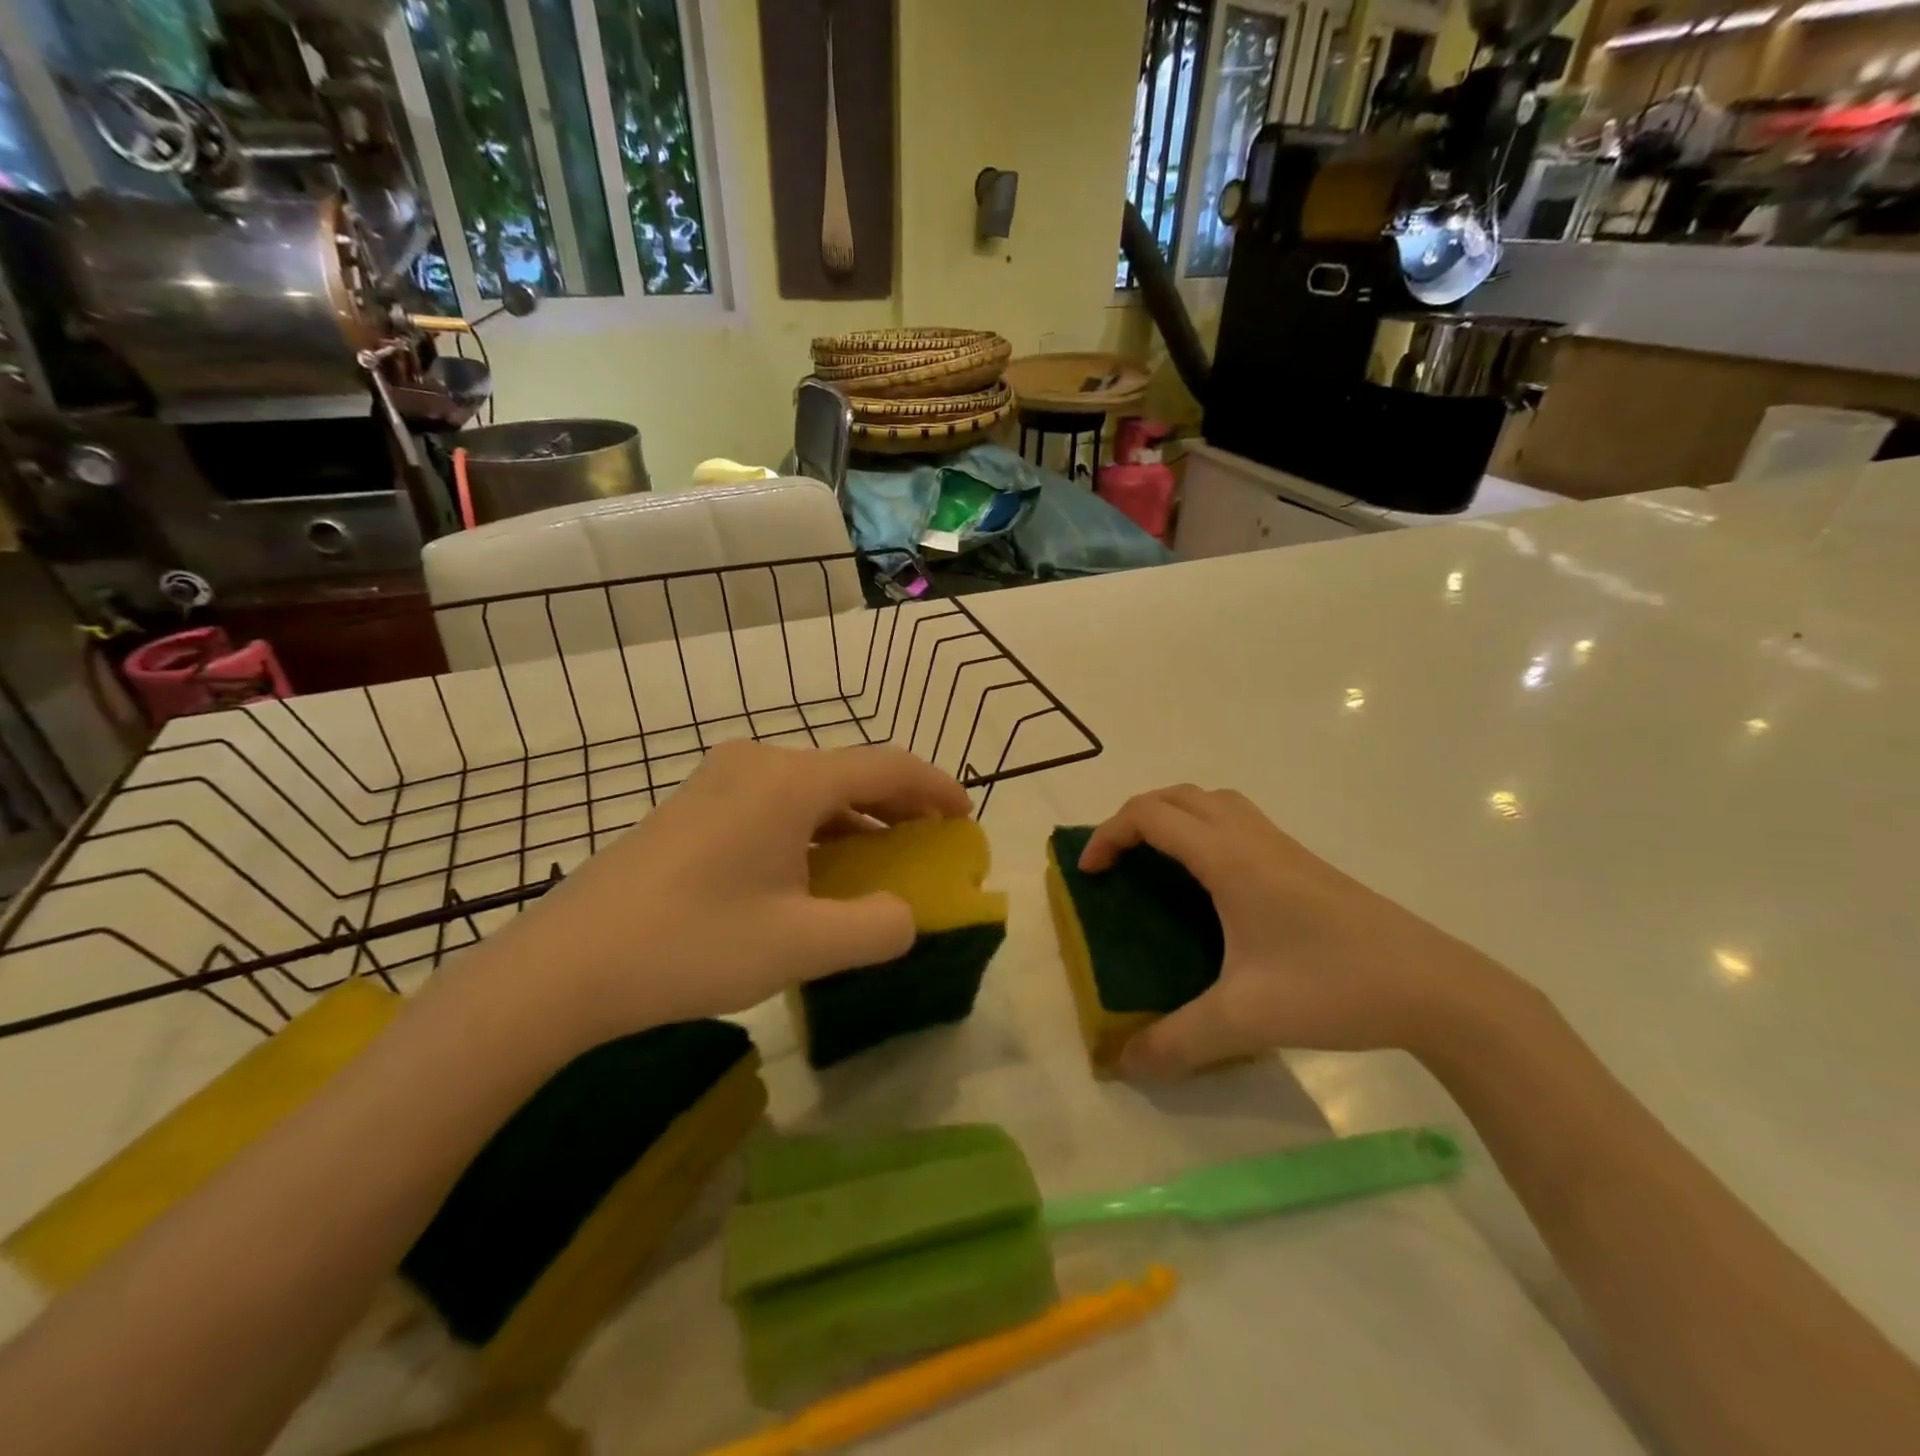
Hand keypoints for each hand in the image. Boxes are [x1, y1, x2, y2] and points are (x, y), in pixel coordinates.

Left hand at [475, 742, 971, 1049]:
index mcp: (790, 781)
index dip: (934, 787)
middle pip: (849, 772)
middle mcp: (757, 765)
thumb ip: (877, 928)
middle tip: (931, 839)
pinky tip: (816, 870)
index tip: (965, 815)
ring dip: (855, 820)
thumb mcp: (801, 946)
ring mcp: (718, 783)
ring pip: (811, 791)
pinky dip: (814, 830)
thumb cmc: (691, 946)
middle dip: (898, 804)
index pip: (886, 765)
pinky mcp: (693, 809)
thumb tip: (905, 915)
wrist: (563, 968)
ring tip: (883, 857)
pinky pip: (776, 806)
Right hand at [1079, 786, 1511, 1077]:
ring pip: (1213, 803)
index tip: (1090, 873)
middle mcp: (1252, 839)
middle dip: (1135, 818)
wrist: (1437, 988)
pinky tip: (1212, 886)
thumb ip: (1178, 1041)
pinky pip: (1239, 823)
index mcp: (1230, 859)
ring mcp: (1283, 848)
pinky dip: (1206, 831)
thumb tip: (1125, 1065)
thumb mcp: (1245, 1019)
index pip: (1151, 815)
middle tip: (1117, 863)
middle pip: (1178, 796)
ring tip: (1156, 863)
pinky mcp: (1304, 865)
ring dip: (1174, 817)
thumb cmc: (1334, 987)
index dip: (1109, 834)